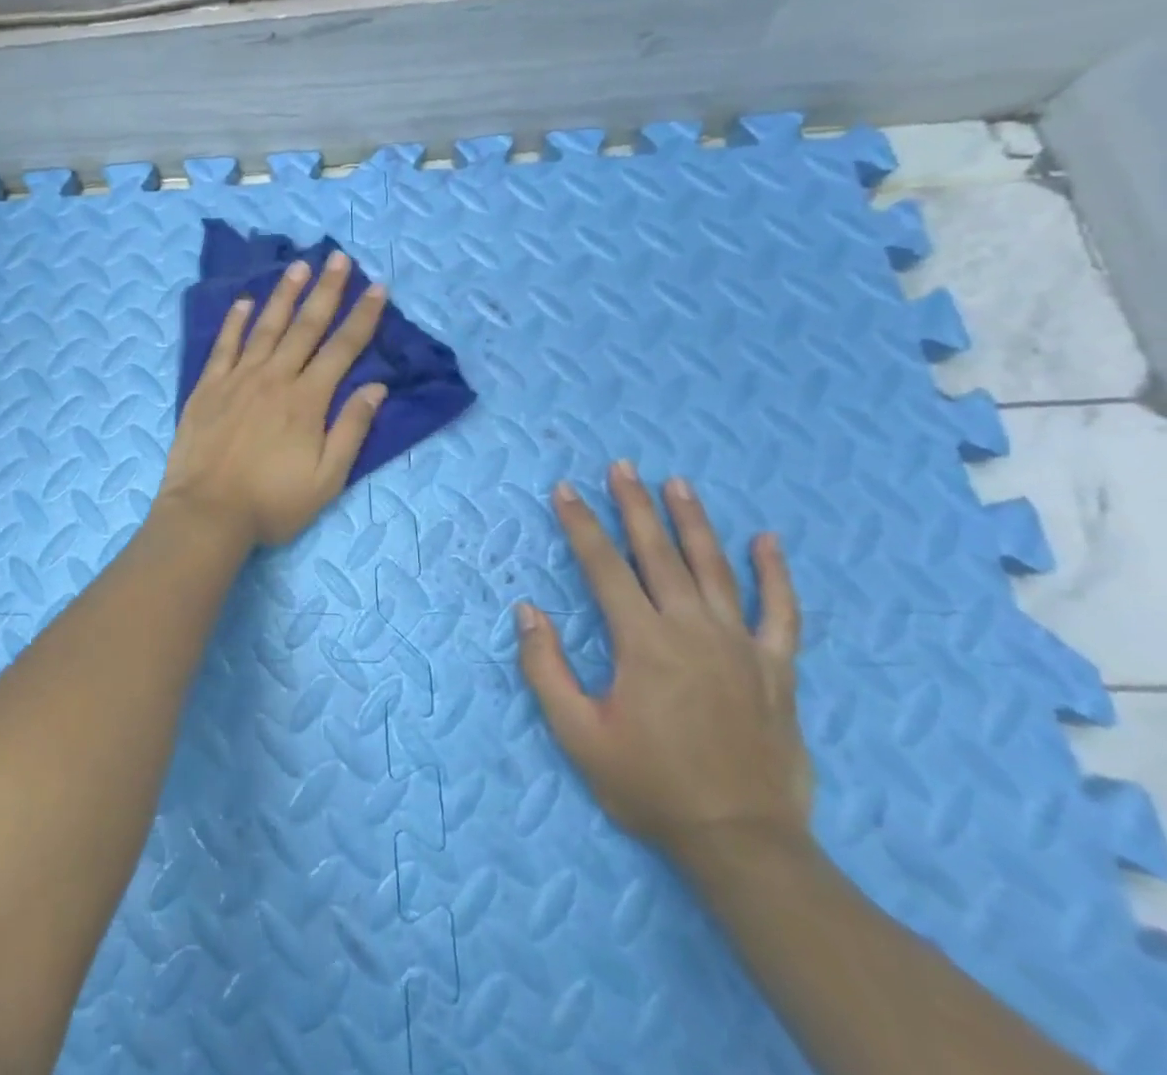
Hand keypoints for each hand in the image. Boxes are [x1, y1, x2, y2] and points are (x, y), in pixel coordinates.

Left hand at [158, 250, 387, 546]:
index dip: (362, 317)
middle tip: (339, 258)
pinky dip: (235, 321)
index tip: (377, 288)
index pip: (342, 349)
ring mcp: (238, 378)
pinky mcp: (208, 387)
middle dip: (327, 291)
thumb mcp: (327, 478)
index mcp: (307, 400)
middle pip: (306, 326)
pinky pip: (224, 345)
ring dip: (284, 294)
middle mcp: (275, 378)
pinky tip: (245, 301)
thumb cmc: (272, 502)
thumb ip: (351, 429)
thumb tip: (376, 387)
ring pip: (266, 327)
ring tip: (299, 266)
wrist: (207, 512)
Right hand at [516, 463, 811, 858]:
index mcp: (643, 642)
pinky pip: (782, 612)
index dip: (581, 524)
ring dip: (693, 522)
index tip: (564, 489)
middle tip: (622, 467)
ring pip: (714, 568)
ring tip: (677, 483)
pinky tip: (767, 541)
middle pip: (658, 553)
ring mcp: (740, 646)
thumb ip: (545, 668)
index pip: (604, 566)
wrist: (742, 842)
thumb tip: (527, 610)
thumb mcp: (578, 733)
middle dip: (634, 505)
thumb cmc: (649, 785)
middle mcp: (692, 629)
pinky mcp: (777, 669)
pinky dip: (775, 574)